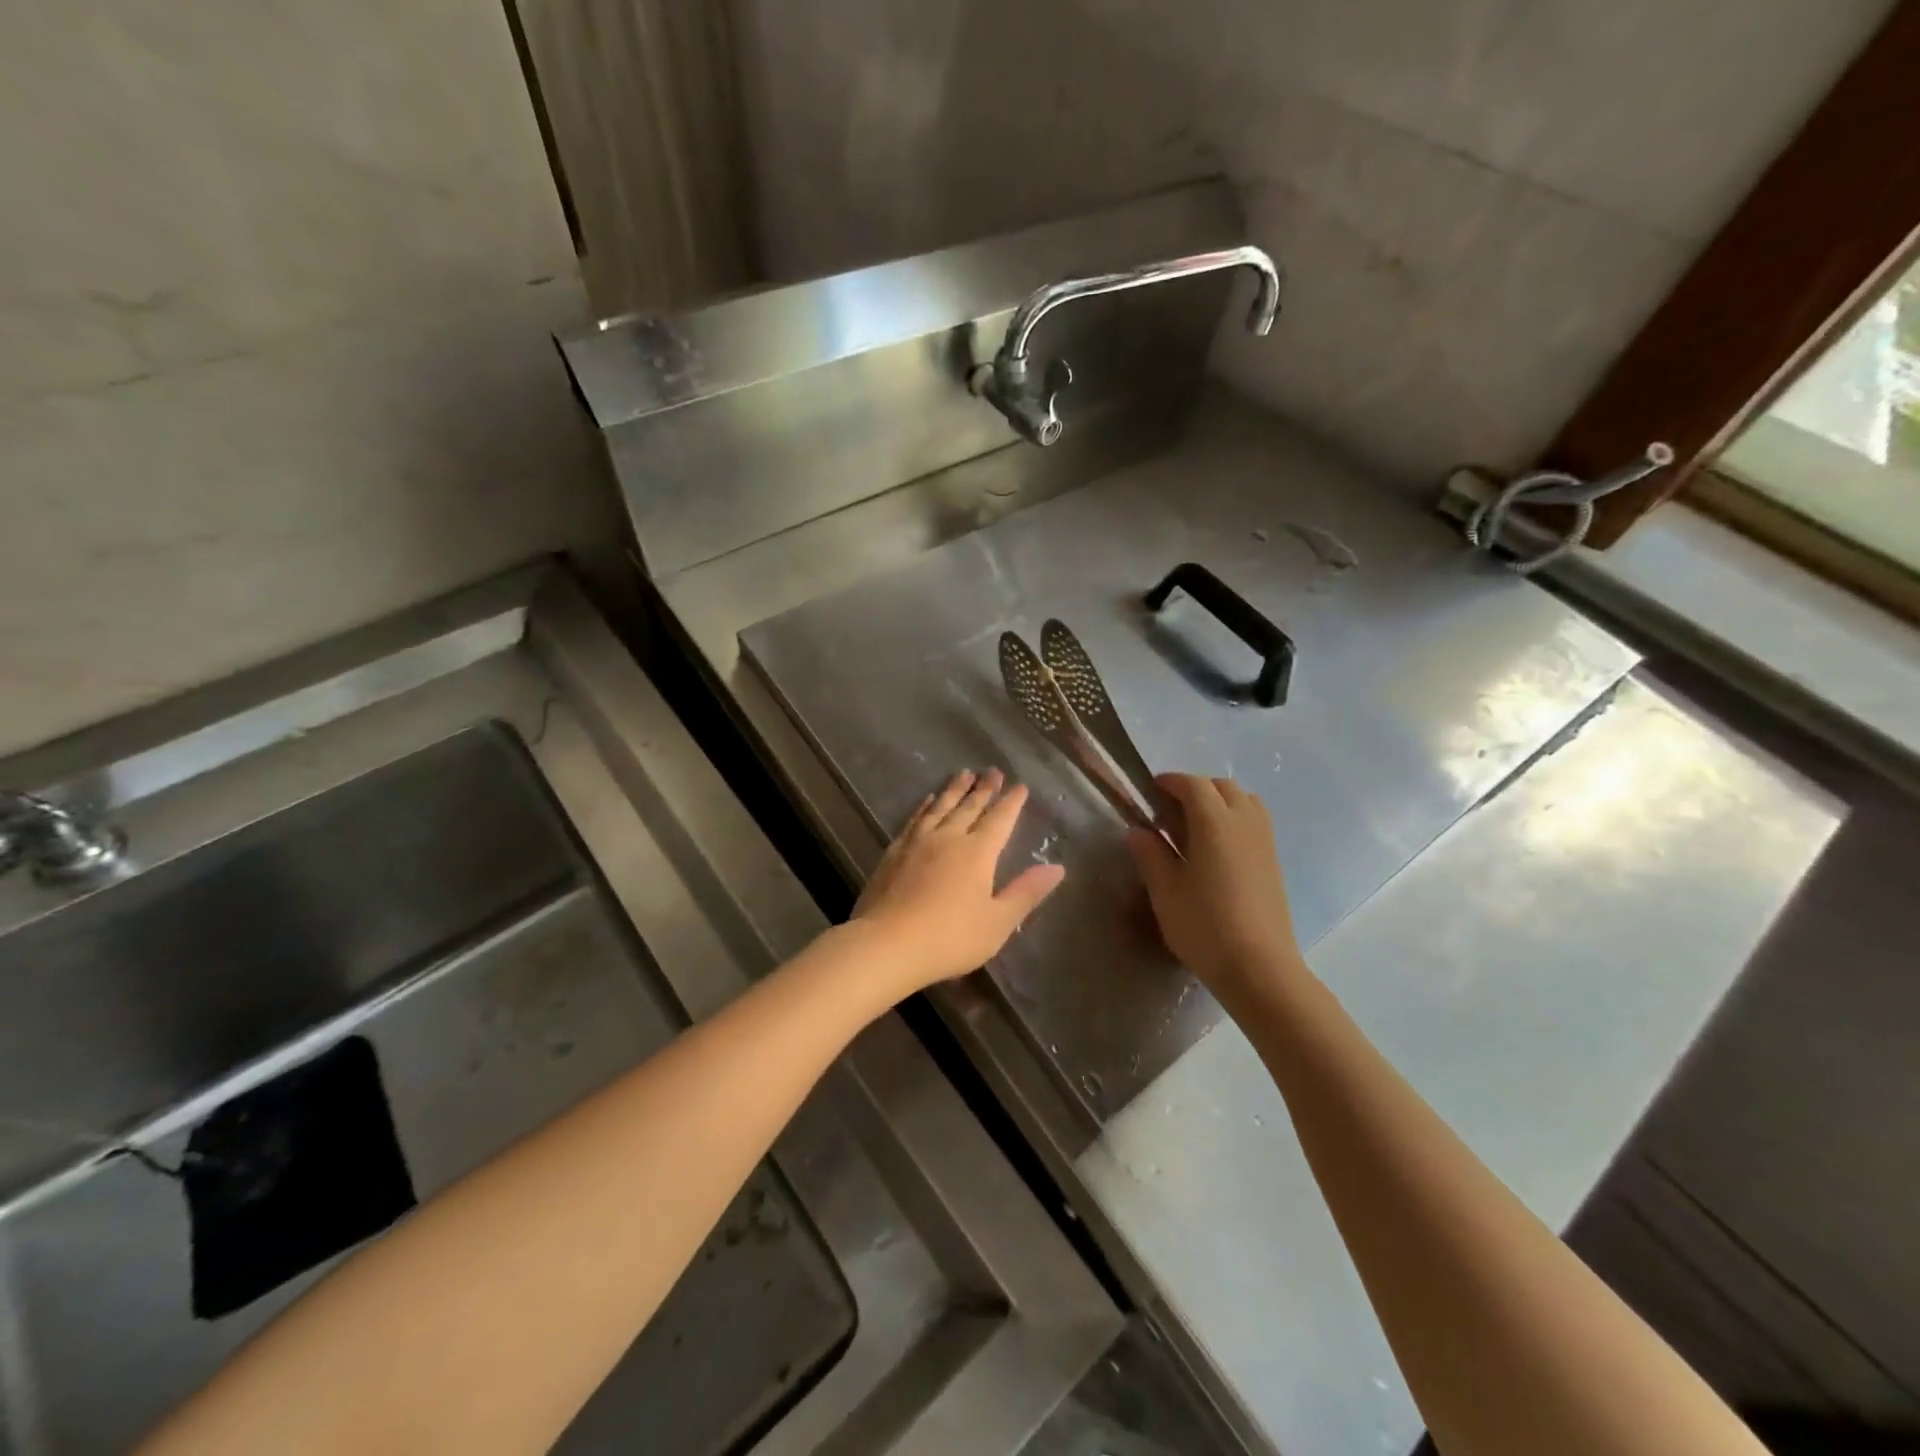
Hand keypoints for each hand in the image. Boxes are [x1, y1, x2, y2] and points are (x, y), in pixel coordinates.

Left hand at [852, 768, 1064, 993]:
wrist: (887, 944)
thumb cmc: (950, 937)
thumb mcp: (998, 922)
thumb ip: (1026, 892)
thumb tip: (1056, 867)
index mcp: (978, 853)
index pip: (1000, 820)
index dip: (1011, 803)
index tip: (1020, 786)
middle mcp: (949, 838)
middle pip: (969, 807)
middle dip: (984, 789)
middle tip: (992, 770)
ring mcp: (917, 842)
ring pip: (940, 807)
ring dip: (954, 790)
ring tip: (963, 773)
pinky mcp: (894, 853)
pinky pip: (915, 819)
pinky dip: (924, 806)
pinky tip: (927, 800)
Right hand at [1127, 774, 1304, 1007]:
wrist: (1259, 968)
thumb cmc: (1205, 926)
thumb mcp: (1165, 891)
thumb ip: (1150, 854)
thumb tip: (1138, 830)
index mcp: (1215, 823)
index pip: (1193, 785)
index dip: (1170, 781)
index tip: (1151, 789)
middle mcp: (1244, 822)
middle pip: (1222, 787)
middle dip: (1195, 788)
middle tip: (1169, 810)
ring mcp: (1265, 841)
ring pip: (1244, 800)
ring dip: (1219, 801)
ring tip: (1196, 825)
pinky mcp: (1274, 861)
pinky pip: (1255, 821)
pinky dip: (1234, 818)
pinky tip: (1217, 848)